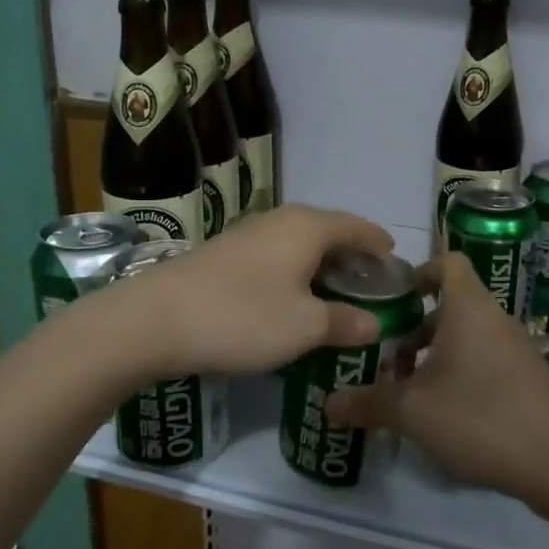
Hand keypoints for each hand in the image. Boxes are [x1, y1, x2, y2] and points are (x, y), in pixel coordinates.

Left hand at [117, 205, 395, 378]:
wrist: (153, 320)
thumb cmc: (242, 317)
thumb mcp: (304, 327)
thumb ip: (344, 322)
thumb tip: (374, 324)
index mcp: (307, 228)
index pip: (357, 226)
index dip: (378, 243)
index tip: (395, 259)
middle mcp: (280, 221)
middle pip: (328, 231)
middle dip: (351, 255)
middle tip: (369, 284)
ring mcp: (248, 234)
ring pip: (299, 244)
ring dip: (321, 265)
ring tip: (334, 292)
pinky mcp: (224, 254)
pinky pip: (275, 256)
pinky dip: (294, 272)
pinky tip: (291, 298)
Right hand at [326, 254, 548, 506]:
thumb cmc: (480, 418)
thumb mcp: (412, 412)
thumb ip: (368, 402)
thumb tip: (328, 404)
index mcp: (469, 308)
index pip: (447, 262)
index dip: (417, 272)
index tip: (390, 300)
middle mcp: (495, 319)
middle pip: (450, 305)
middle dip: (414, 328)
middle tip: (386, 360)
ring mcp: (517, 348)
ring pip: (467, 336)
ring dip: (435, 355)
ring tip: (409, 391)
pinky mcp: (528, 378)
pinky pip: (485, 360)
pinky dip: (460, 373)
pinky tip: (445, 414)